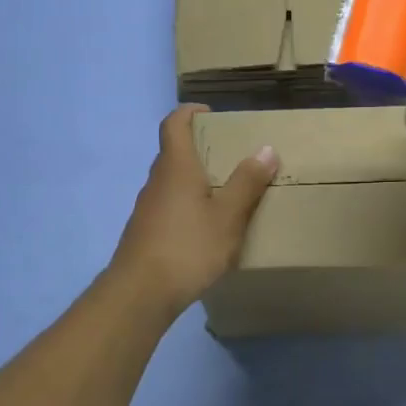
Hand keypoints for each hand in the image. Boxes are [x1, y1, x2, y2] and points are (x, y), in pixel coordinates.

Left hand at [108, 105, 278, 314]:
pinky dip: (188, 205)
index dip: (190, 112)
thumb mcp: (228, 216)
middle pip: (174, 152)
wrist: (140, 293)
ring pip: (172, 182)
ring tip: (226, 194)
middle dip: (201, 149)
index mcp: (176, 167)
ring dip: (195, 180)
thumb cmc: (188, 247)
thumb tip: (266, 149)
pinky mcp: (145, 232)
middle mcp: (157, 180)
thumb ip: (247, 183)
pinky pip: (169, 206)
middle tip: (232, 157)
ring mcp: (147, 207)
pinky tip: (206, 229)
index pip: (174, 123)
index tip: (211, 114)